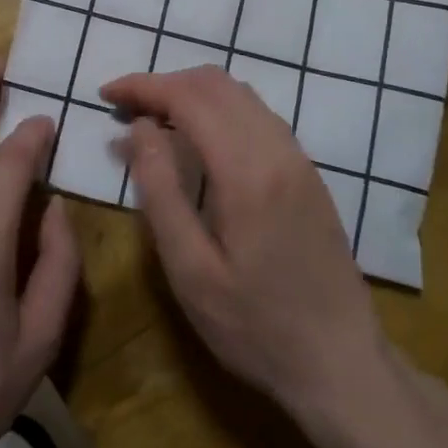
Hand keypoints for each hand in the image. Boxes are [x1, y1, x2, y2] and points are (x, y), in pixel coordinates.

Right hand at [103, 66, 383, 426]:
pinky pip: (258, 115)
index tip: (105, 94)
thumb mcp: (190, 271)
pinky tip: (198, 139)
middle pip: (216, 84)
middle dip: (164, 84)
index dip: (143, 86)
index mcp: (247, 171)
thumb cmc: (255, 327)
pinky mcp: (308, 172)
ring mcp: (299, 158)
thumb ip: (161, 191)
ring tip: (153, 120)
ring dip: (192, 93)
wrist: (341, 364)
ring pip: (240, 93)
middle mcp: (278, 149)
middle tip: (124, 108)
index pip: (189, 97)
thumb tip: (138, 129)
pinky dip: (219, 108)